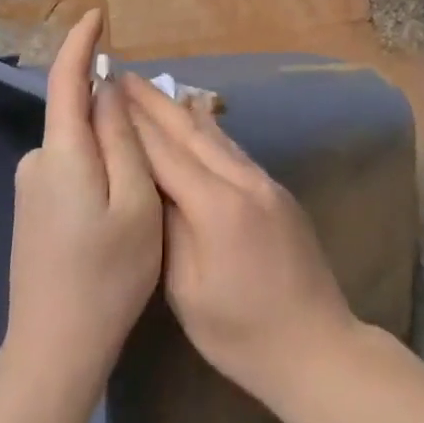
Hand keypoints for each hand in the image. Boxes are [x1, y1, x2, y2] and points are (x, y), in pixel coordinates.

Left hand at [3, 10, 161, 393]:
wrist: (54, 349)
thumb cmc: (107, 275)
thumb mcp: (135, 202)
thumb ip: (124, 140)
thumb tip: (109, 90)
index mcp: (62, 152)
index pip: (65, 79)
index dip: (80, 43)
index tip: (98, 14)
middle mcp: (37, 161)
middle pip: (78, 114)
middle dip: (114, 110)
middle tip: (161, 139)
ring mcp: (31, 188)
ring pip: (80, 146)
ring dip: (112, 148)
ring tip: (148, 186)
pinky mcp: (32, 210)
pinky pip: (72, 168)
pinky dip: (100, 169)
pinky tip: (121, 207)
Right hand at [121, 72, 358, 407]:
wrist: (318, 346)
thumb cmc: (242, 334)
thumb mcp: (188, 292)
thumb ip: (168, 230)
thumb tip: (150, 186)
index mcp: (217, 207)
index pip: (165, 153)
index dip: (133, 124)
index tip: (105, 94)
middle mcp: (244, 182)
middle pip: (192, 132)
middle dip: (155, 104)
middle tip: (123, 76)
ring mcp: (266, 184)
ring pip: (216, 137)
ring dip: (181, 111)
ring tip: (152, 91)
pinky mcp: (278, 193)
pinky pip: (234, 152)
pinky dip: (208, 132)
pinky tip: (197, 122)